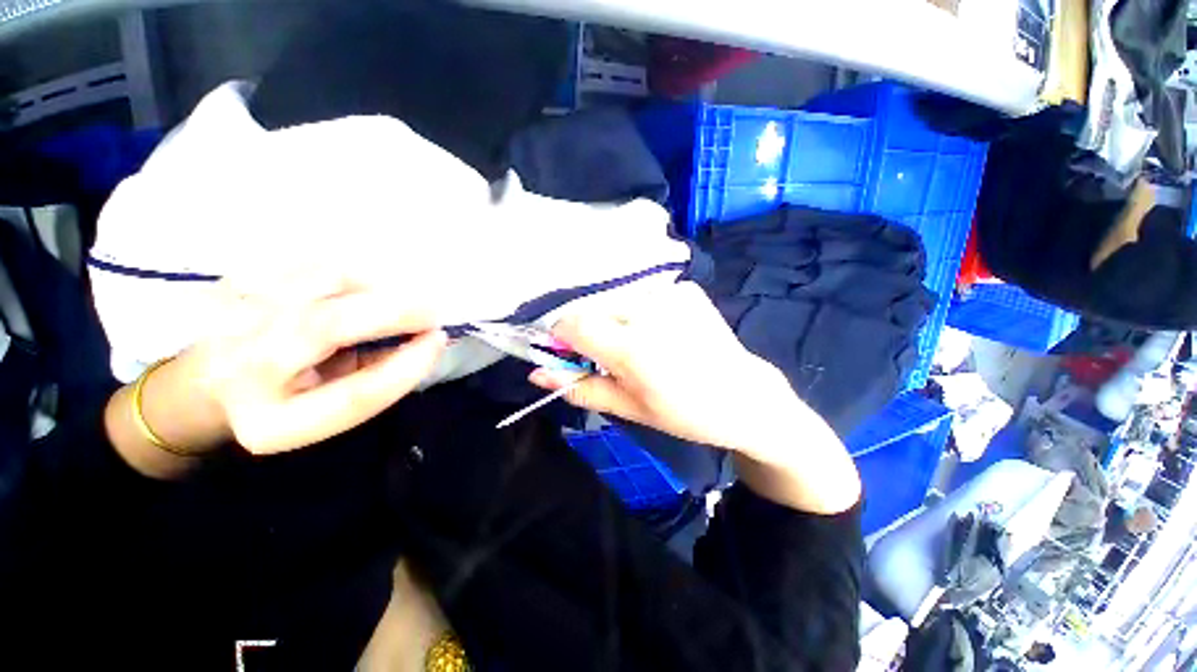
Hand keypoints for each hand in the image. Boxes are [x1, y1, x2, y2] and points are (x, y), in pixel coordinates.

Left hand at [184, 278, 446, 454]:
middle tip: (432, 310)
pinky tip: (363, 287)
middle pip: (325, 326)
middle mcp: (242, 370)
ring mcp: (231, 317)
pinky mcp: (235, 280)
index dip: (406, 366)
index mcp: (273, 421)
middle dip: (394, 312)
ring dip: (376, 287)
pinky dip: (350, 271)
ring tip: (396, 299)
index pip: (352, 396)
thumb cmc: (289, 399)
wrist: (208, 381)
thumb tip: (426, 339)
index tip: (439, 341)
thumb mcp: (334, 407)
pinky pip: (309, 261)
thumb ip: (377, 378)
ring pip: (318, 281)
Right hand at [529, 282, 800, 458]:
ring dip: (615, 320)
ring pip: (617, 299)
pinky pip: (645, 295)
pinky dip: (642, 312)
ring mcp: (671, 294)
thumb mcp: (628, 408)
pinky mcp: (686, 289)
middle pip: (592, 307)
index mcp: (632, 348)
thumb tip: (536, 373)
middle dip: (590, 329)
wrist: (744, 397)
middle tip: (608, 354)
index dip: (563, 336)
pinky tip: (662, 331)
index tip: (570, 351)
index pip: (571, 323)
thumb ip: (579, 387)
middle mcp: (648, 311)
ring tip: (638, 344)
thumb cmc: (684, 413)